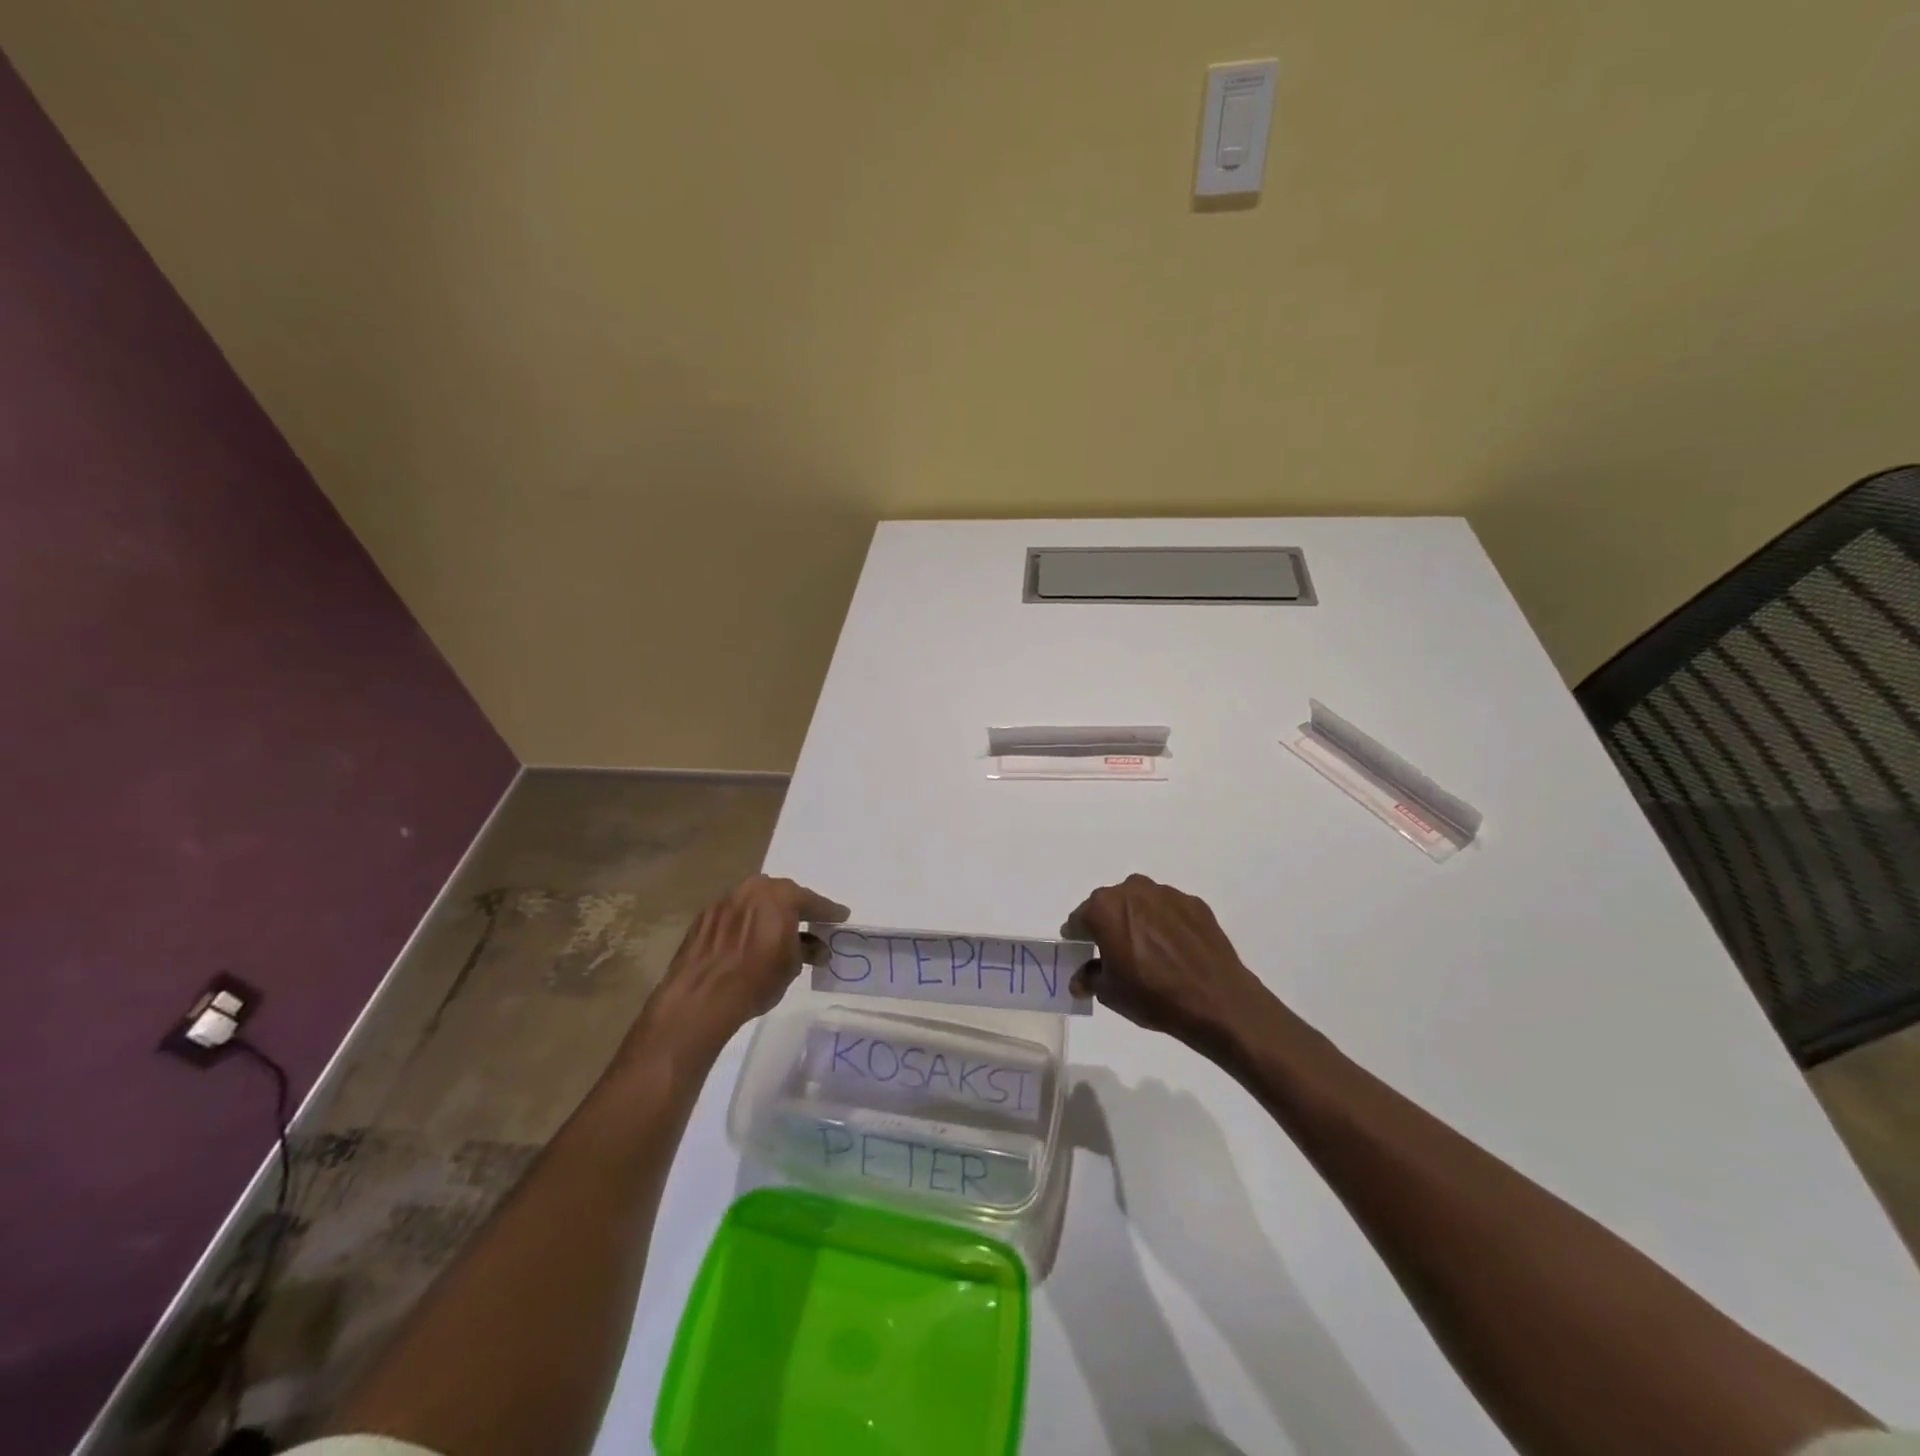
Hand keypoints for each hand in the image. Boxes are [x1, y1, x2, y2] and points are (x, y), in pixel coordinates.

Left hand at [637, 875, 847, 1059]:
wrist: (700, 998)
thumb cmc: (756, 980)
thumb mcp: (792, 966)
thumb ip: (806, 950)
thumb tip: (816, 948)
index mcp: (780, 896)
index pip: (812, 901)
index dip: (828, 912)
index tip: (840, 916)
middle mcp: (752, 889)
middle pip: (781, 895)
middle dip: (795, 908)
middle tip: (808, 923)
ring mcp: (725, 900)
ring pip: (754, 902)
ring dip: (767, 914)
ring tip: (775, 932)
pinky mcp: (704, 916)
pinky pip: (734, 914)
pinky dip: (744, 923)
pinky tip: (746, 941)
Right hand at [1065, 875, 1275, 1058]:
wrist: (1216, 1001)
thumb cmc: (1152, 996)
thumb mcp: (1109, 993)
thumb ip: (1089, 977)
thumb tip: (1081, 978)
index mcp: (1104, 908)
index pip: (1080, 919)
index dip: (1079, 937)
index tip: (1083, 952)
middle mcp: (1132, 890)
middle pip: (1110, 905)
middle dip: (1108, 924)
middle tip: (1116, 952)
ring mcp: (1167, 894)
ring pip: (1141, 903)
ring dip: (1138, 920)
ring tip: (1149, 951)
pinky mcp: (1195, 904)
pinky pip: (1170, 911)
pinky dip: (1166, 924)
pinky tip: (1175, 950)